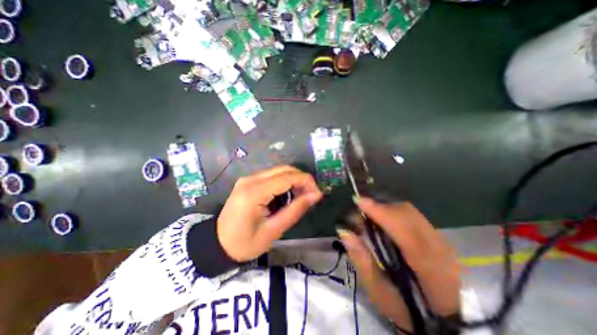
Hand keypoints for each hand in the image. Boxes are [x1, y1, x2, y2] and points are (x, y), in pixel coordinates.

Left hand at [219, 167, 323, 261]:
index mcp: (255, 192)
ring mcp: (248, 179)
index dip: (306, 182)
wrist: (217, 244)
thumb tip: (315, 195)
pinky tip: (287, 195)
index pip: (287, 177)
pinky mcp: (249, 181)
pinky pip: (272, 176)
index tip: (318, 194)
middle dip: (301, 179)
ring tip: (300, 197)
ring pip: (279, 171)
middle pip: (284, 169)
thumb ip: (295, 210)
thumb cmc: (245, 243)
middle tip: (311, 195)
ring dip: (293, 180)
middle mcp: (251, 179)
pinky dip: (284, 182)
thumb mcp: (274, 230)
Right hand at [338, 197, 458, 330]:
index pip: (406, 234)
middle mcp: (440, 250)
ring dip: (386, 208)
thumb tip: (344, 231)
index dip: (382, 214)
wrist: (442, 317)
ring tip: (370, 213)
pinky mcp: (437, 236)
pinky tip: (383, 218)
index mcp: (429, 271)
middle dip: (381, 207)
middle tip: (360, 209)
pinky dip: (394, 211)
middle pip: (408, 215)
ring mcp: (441, 240)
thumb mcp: (378, 291)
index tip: (359, 202)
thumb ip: (361, 260)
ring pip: (410, 211)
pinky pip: (412, 215)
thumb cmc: (406, 308)